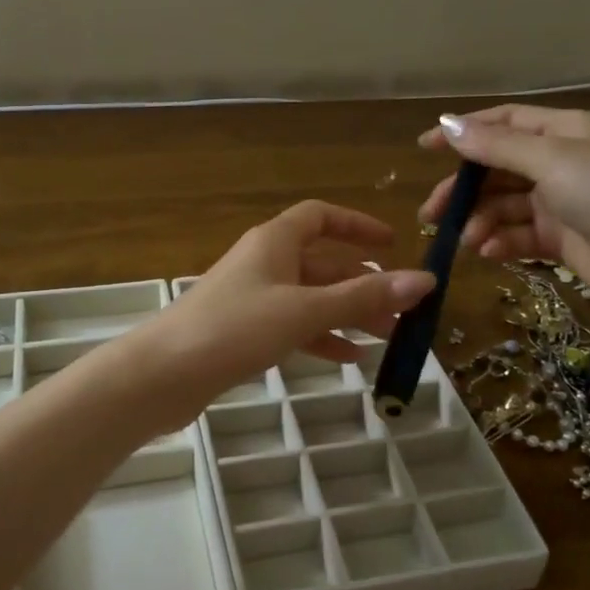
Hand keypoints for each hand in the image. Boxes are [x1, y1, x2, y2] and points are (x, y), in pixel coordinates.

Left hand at [153, 201, 434, 404]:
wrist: (164, 373)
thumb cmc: (235, 328)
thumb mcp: (305, 310)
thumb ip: (363, 296)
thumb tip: (424, 280)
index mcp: (275, 241)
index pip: (321, 216)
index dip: (358, 226)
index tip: (392, 245)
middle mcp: (264, 262)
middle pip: (323, 263)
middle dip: (364, 284)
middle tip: (404, 312)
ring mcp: (252, 297)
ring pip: (311, 298)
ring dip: (348, 314)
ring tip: (387, 339)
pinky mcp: (243, 330)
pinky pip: (293, 325)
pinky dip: (321, 337)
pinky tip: (348, 359)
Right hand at [418, 105, 589, 314]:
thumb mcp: (550, 161)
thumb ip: (496, 145)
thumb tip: (447, 125)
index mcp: (564, 132)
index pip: (504, 122)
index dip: (464, 132)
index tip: (425, 148)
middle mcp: (560, 162)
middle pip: (497, 169)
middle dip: (464, 190)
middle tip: (432, 213)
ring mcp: (560, 202)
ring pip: (503, 205)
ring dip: (480, 220)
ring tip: (467, 240)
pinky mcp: (560, 239)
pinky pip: (518, 235)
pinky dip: (500, 242)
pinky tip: (488, 252)